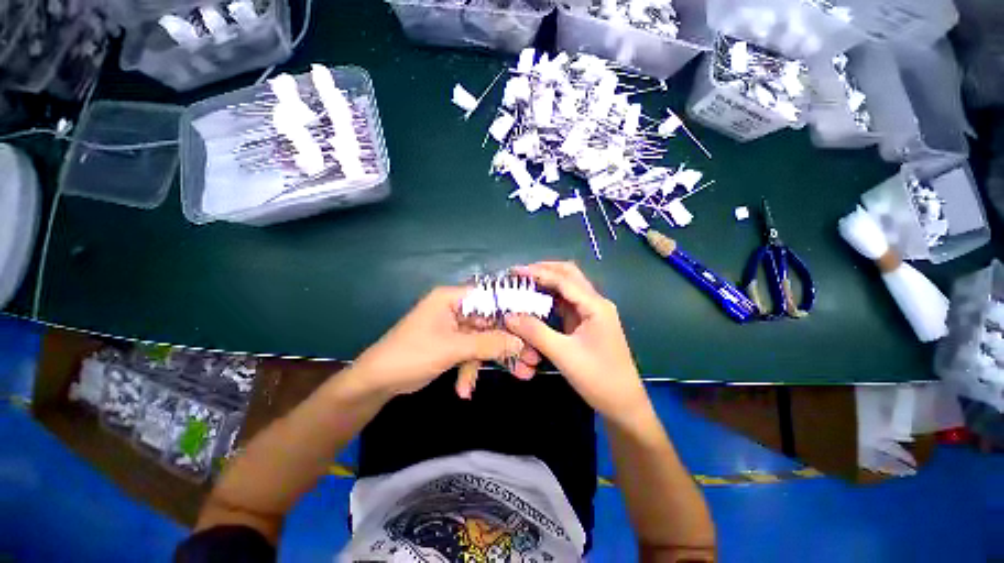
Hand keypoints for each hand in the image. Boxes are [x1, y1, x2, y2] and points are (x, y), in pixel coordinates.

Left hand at [351, 287, 538, 397]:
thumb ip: (488, 344)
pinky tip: (465, 389)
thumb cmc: (412, 355)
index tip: (534, 325)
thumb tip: (520, 342)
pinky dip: (470, 370)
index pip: (490, 298)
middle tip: (531, 358)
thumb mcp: (452, 349)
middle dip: (508, 343)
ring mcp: (453, 327)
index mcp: (452, 298)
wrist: (377, 382)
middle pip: (490, 322)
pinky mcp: (451, 344)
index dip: (513, 310)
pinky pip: (470, 352)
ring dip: (493, 359)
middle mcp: (455, 308)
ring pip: (483, 340)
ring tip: (519, 376)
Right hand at [504, 262, 650, 423]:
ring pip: (568, 287)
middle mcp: (595, 303)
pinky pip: (566, 303)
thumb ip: (536, 332)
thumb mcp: (564, 354)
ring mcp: (592, 312)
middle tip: (520, 274)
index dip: (538, 272)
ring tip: (524, 283)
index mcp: (595, 306)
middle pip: (570, 275)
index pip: (564, 279)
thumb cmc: (598, 378)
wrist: (623, 403)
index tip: (515, 271)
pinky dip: (550, 297)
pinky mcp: (586, 323)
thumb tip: (509, 316)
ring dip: (547, 281)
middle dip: (545, 269)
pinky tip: (536, 300)